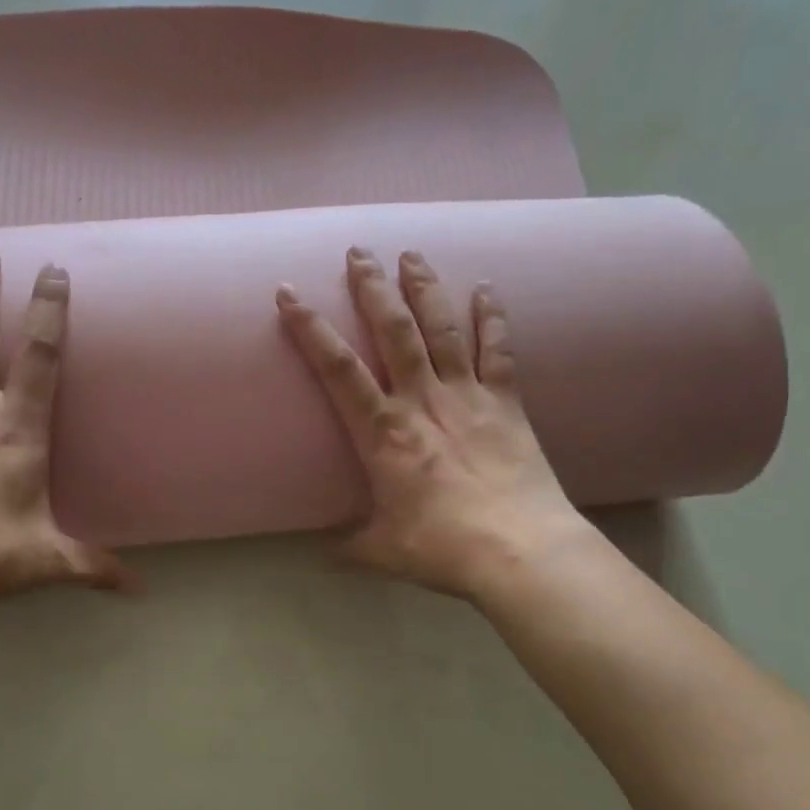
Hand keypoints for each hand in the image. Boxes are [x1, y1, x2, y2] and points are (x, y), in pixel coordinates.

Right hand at [276, 247, 594, 601]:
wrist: (520, 551)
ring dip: (424, 287)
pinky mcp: (507, 402)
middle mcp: (422, 400)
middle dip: (372, 288)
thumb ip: (350, 547)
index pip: (337, 368)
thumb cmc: (443, 547)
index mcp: (383, 431)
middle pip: (393, 330)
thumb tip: (325, 557)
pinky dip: (492, 316)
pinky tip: (486, 288)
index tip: (289, 293)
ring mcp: (467, 395)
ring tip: (411, 254)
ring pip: (442, 328)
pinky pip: (498, 349)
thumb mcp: (383, 551)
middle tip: (358, 252)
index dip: (310, 328)